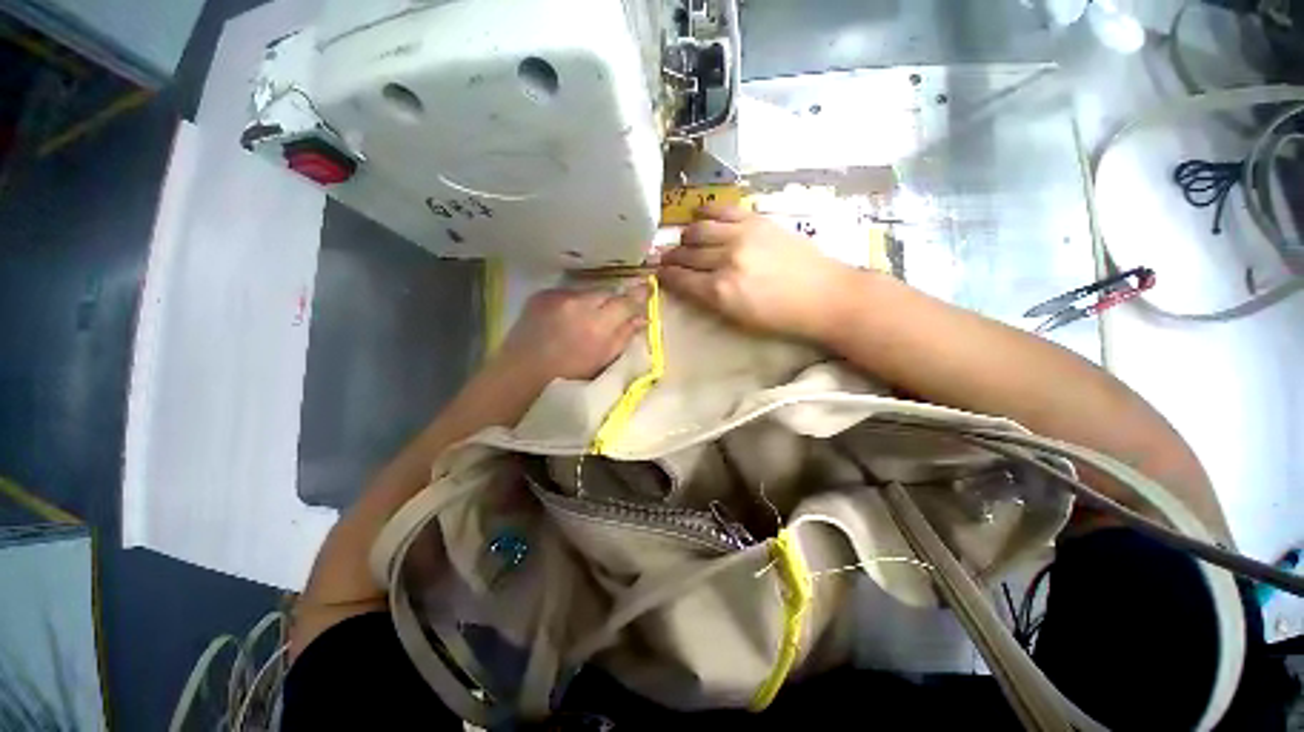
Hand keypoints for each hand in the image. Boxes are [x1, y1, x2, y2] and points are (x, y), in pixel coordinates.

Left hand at [492, 285, 648, 384]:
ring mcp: (557, 296)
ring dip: (592, 302)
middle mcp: (578, 303)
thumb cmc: (566, 378)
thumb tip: (641, 318)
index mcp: (597, 325)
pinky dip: (572, 302)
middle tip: (613, 314)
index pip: (626, 301)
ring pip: (587, 292)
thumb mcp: (602, 362)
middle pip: (607, 292)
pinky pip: (567, 293)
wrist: (519, 377)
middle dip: (613, 301)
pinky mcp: (541, 295)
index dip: (639, 295)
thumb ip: (624, 337)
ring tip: (586, 319)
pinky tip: (567, 317)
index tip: (647, 289)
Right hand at [657, 204, 855, 340]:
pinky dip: (706, 212)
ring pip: (698, 230)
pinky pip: (722, 209)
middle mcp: (725, 260)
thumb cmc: (781, 317)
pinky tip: (699, 216)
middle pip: (686, 254)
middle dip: (671, 256)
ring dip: (685, 236)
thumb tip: (687, 284)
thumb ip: (709, 300)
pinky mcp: (756, 220)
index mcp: (720, 291)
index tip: (659, 273)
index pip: (680, 279)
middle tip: (665, 257)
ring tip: (684, 240)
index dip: (665, 276)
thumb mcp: (739, 319)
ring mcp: (740, 236)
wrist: (824, 295)